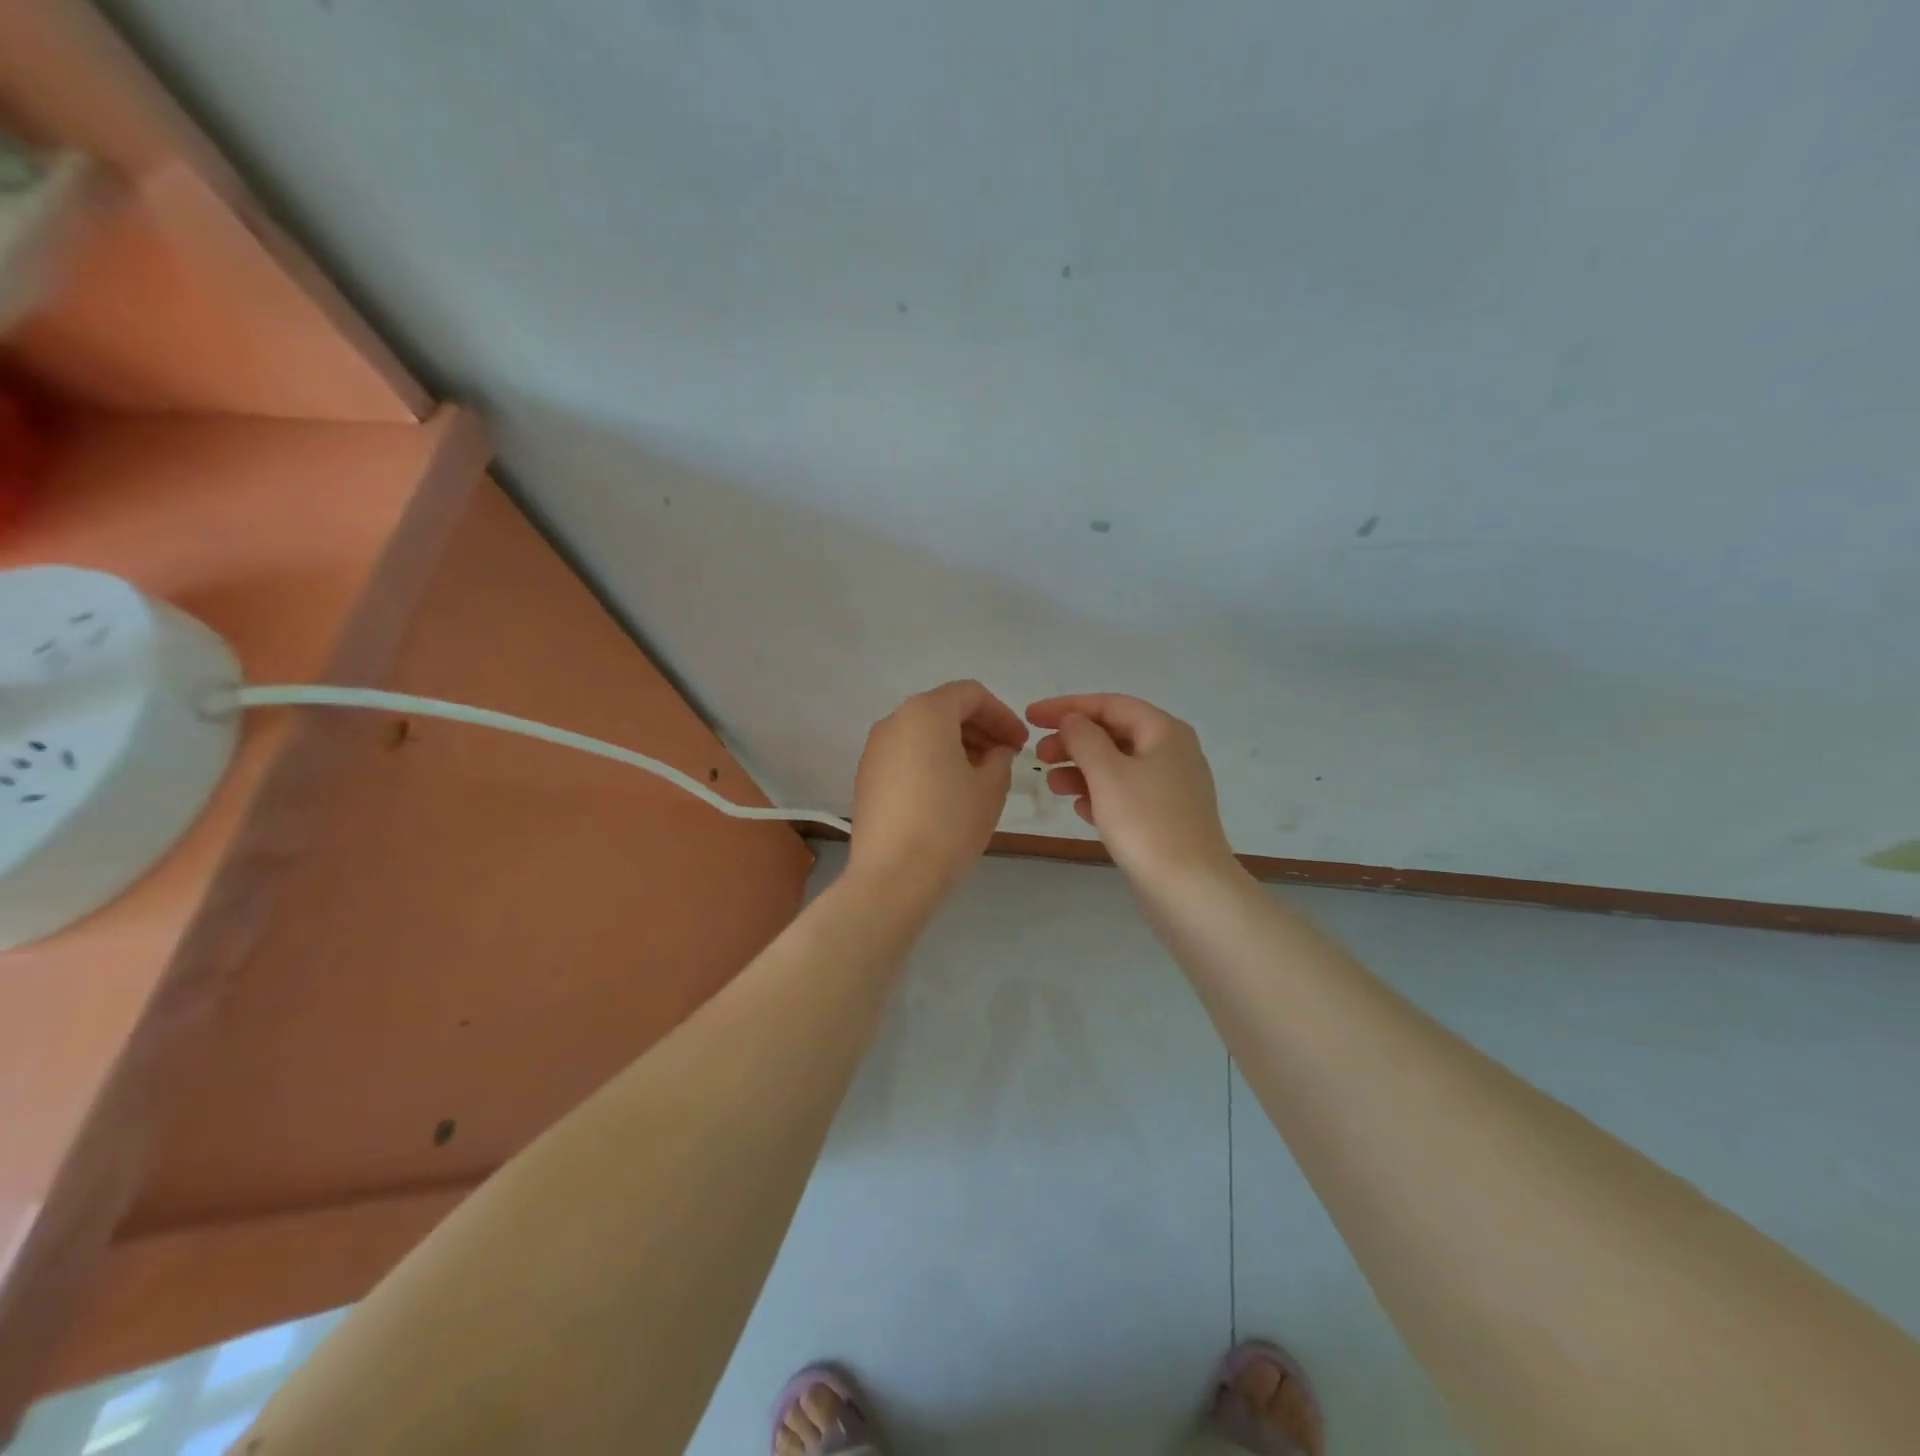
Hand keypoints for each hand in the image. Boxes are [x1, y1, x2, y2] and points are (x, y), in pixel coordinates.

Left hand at [850, 680, 1028, 898]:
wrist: (892, 876)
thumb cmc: (948, 824)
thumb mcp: (990, 789)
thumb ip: (1000, 759)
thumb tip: (995, 752)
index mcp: (926, 712)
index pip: (971, 694)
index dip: (1002, 715)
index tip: (1021, 743)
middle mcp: (894, 721)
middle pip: (944, 709)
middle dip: (979, 728)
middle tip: (1006, 757)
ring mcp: (875, 750)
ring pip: (923, 733)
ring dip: (956, 745)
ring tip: (981, 775)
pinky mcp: (866, 778)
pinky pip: (906, 755)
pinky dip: (932, 761)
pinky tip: (950, 791)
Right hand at [1026, 693, 1235, 885]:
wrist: (1190, 889)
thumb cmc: (1146, 823)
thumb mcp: (1107, 773)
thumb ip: (1084, 738)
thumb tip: (1073, 720)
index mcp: (1164, 731)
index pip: (1109, 704)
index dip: (1066, 707)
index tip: (1030, 717)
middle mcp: (1172, 751)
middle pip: (1114, 733)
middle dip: (1073, 741)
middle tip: (1039, 756)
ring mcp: (1172, 786)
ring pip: (1117, 765)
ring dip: (1081, 769)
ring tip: (1052, 785)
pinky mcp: (1166, 816)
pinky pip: (1126, 793)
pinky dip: (1099, 794)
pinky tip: (1078, 808)